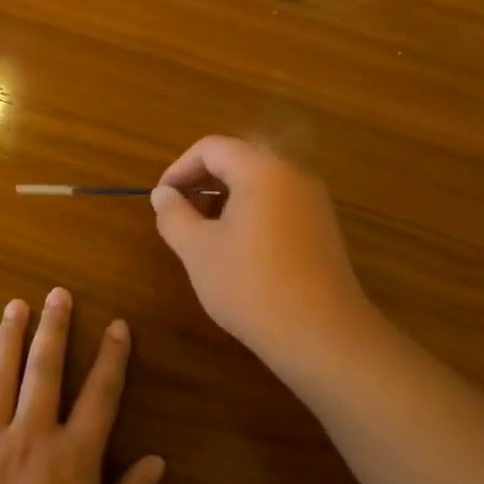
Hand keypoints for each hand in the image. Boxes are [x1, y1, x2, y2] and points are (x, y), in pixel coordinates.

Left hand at [0, 289, 165, 483]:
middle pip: (46, 371)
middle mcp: (31, 439)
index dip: (112, 357)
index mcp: (73, 460)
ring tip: (15, 304)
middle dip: (54, 328)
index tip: (118, 324)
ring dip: (8, 338)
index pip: (100, 395)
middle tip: (57, 293)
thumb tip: (156, 459)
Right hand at [150, 135, 372, 369]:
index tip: (161, 199)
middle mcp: (292, 175)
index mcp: (262, 170)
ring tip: (204, 235)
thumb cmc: (251, 285)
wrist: (323, 336)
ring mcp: (313, 202)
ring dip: (226, 199)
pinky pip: (279, 204)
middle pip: (238, 160)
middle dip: (202, 183)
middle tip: (179, 215)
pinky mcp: (323, 229)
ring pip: (260, 184)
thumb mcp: (198, 250)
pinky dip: (251, 214)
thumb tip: (163, 194)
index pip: (211, 148)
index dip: (179, 169)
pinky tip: (238, 251)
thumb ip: (173, 215)